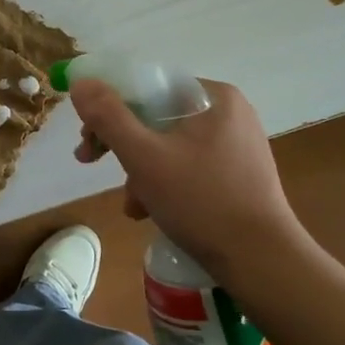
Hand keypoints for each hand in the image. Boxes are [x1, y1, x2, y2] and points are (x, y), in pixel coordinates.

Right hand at [70, 78, 302, 277]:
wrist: (262, 262)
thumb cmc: (201, 202)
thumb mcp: (143, 157)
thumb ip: (108, 116)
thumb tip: (81, 82)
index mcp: (213, 96)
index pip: (146, 85)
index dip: (108, 107)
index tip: (87, 138)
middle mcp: (228, 112)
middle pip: (154, 115)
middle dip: (121, 144)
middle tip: (92, 163)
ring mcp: (236, 143)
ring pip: (167, 143)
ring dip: (139, 170)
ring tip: (133, 204)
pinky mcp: (238, 173)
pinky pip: (186, 164)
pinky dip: (163, 182)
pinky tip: (151, 211)